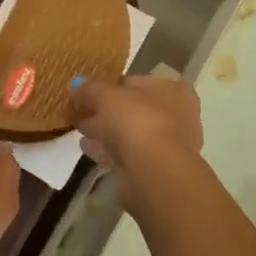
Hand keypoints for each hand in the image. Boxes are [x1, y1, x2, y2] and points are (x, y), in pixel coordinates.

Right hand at [72, 75, 202, 185]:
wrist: (155, 171)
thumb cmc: (137, 121)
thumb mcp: (106, 96)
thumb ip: (90, 89)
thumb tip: (76, 85)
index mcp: (173, 90)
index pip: (135, 83)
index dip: (109, 87)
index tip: (86, 95)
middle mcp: (179, 116)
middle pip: (134, 110)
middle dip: (106, 112)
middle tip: (81, 115)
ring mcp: (172, 146)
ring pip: (132, 134)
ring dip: (107, 134)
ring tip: (82, 135)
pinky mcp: (160, 170)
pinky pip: (130, 155)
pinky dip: (112, 152)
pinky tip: (92, 152)